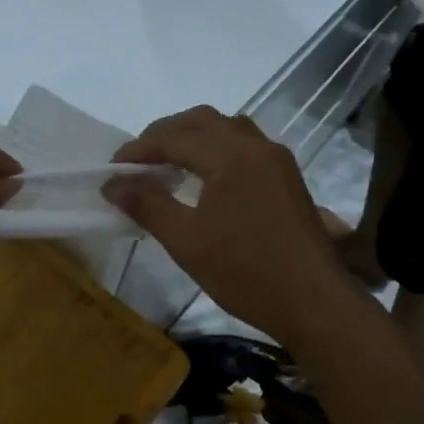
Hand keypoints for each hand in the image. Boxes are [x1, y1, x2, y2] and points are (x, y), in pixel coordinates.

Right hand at [102, 106, 343, 342]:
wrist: (312, 302)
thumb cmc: (244, 272)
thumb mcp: (186, 241)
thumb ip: (147, 205)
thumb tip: (112, 184)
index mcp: (231, 156)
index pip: (174, 138)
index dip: (138, 150)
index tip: (111, 170)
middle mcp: (256, 147)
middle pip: (202, 121)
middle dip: (164, 135)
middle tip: (137, 161)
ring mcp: (277, 161)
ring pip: (226, 129)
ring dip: (192, 138)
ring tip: (167, 165)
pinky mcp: (287, 179)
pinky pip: (244, 146)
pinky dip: (215, 150)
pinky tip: (203, 178)